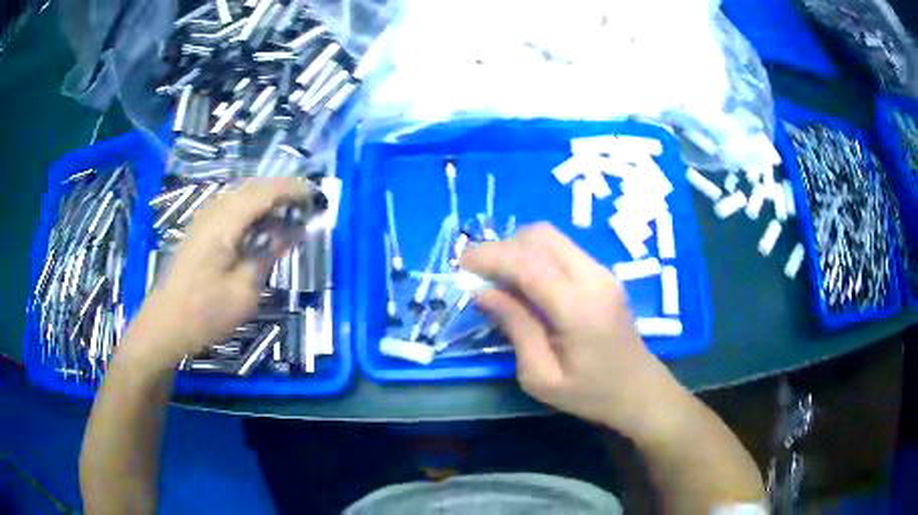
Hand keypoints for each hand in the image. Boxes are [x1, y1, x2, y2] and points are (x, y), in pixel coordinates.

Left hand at [127, 178, 310, 365]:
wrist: (165, 325)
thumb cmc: (205, 312)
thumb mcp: (244, 291)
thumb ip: (267, 256)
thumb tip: (290, 233)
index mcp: (224, 223)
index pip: (264, 193)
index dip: (292, 189)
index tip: (316, 194)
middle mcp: (212, 212)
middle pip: (251, 187)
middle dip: (280, 190)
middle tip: (305, 202)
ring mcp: (202, 219)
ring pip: (239, 195)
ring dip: (264, 198)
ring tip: (287, 210)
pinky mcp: (198, 230)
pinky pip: (229, 207)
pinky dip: (250, 208)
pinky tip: (258, 224)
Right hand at [461, 223, 687, 436]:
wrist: (640, 390)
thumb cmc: (590, 394)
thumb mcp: (542, 377)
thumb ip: (515, 328)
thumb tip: (483, 292)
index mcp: (579, 309)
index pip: (528, 264)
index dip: (490, 257)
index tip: (460, 263)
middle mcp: (594, 278)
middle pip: (540, 236)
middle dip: (503, 247)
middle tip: (479, 273)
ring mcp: (602, 271)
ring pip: (551, 237)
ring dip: (519, 248)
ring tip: (499, 278)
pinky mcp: (604, 273)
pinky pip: (562, 249)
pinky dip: (536, 255)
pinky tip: (526, 282)